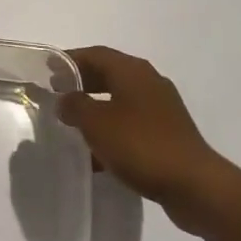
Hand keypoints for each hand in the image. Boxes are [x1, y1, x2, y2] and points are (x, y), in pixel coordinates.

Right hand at [59, 47, 229, 233]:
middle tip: (56, 95)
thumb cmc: (141, 145)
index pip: (94, 54)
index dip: (69, 60)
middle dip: (81, 83)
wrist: (194, 186)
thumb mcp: (97, 123)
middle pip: (108, 74)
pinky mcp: (168, 134)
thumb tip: (65, 99)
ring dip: (96, 108)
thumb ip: (75, 106)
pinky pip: (131, 123)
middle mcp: (148, 82)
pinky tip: (97, 154)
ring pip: (120, 100)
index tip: (46, 69)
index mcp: (132, 70)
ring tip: (72, 124)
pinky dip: (112, 130)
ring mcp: (161, 108)